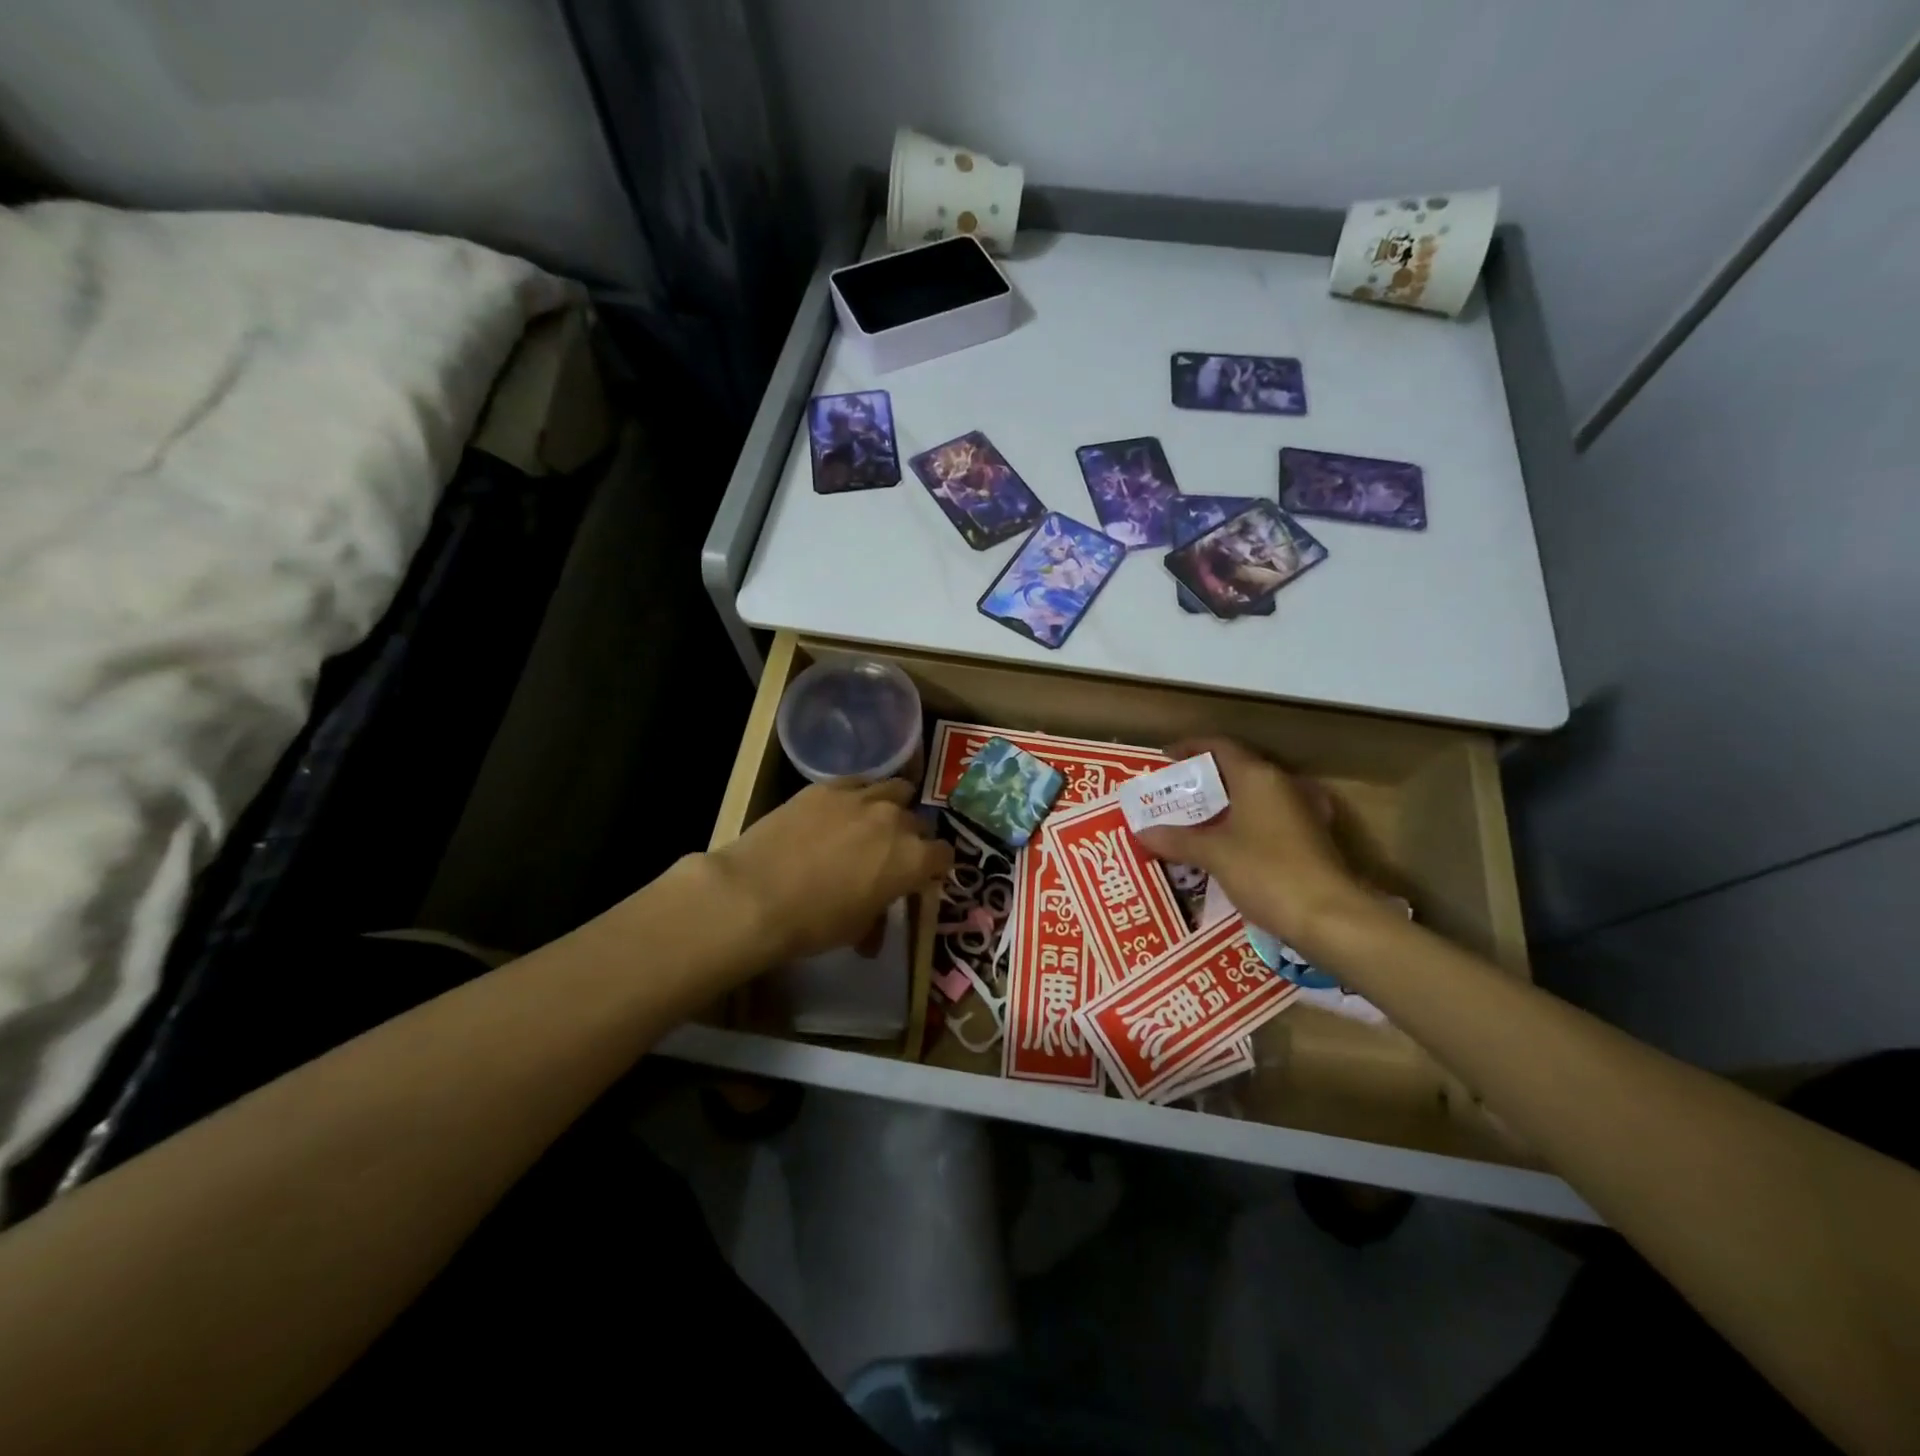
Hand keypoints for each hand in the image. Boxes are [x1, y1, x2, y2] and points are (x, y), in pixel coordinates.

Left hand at [707, 777, 953, 963]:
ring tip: (874, 821)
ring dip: (892, 805)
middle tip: (890, 855)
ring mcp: (861, 798)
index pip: (943, 855)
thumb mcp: (855, 930)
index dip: (934, 867)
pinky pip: (857, 783)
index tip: (920, 877)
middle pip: (917, 822)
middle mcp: (895, 820)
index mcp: (912, 859)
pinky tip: (841, 811)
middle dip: (910, 838)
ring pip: (895, 789)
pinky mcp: (827, 786)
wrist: (756, 894)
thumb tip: (874, 933)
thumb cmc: (813, 923)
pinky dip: (858, 795)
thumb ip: (877, 917)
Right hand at [1135, 738, 1373, 948]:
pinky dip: (1244, 825)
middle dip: (1204, 781)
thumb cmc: (1266, 872)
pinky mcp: (1311, 838)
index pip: (1220, 746)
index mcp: (1258, 777)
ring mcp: (1301, 812)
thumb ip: (1176, 839)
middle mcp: (1282, 785)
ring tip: (1194, 821)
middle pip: (1237, 770)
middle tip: (1174, 796)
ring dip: (1225, 805)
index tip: (1165, 759)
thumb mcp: (1213, 854)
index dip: (1190, 748)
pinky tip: (1228, 845)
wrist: (1330, 917)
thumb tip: (1142, 831)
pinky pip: (1268, 820)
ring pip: (1254, 797)